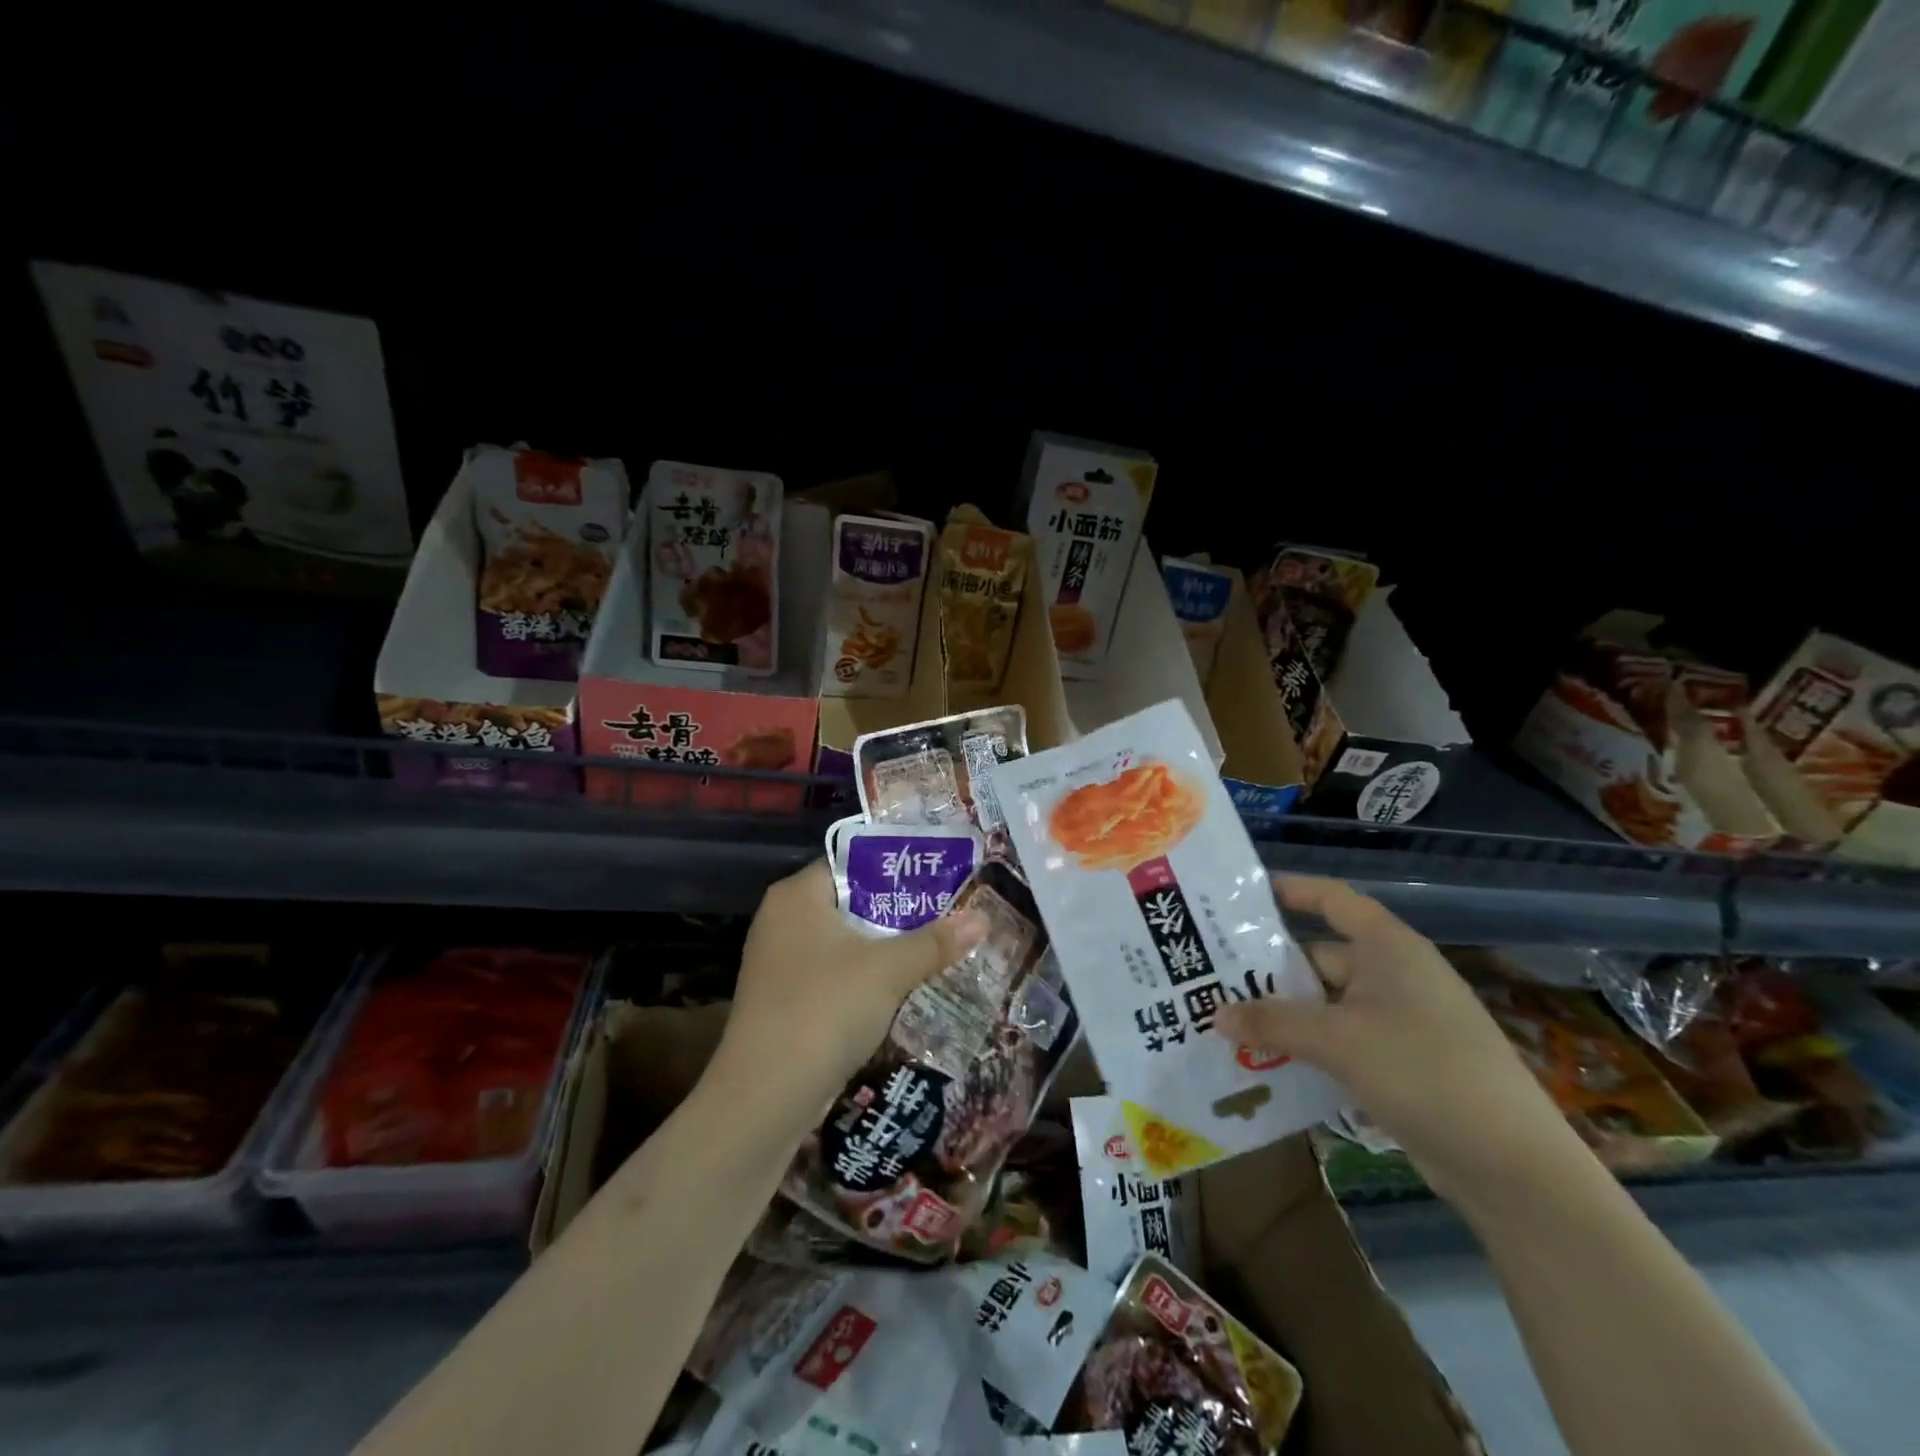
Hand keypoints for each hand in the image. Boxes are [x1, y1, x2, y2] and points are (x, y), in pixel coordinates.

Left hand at [713, 860, 987, 1115]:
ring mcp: (781, 962)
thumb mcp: (888, 970)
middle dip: (901, 909)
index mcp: (797, 895)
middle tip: (950, 908)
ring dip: (887, 945)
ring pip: (846, 940)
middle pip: (852, 901)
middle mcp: (783, 919)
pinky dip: (867, 975)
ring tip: (938, 942)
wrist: (764, 1098)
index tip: (940, 873)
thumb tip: (982, 919)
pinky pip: (836, 972)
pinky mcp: (786, 999)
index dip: (897, 866)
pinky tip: (904, 985)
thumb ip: (935, 941)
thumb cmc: (824, 1010)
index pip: (852, 861)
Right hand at [1212, 875, 1582, 1203]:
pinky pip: (1345, 1040)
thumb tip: (1215, 1015)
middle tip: (1216, 978)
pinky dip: (1312, 1047)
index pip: (1333, 900)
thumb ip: (1272, 1023)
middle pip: (1322, 957)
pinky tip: (1274, 1063)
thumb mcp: (1337, 1041)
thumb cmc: (1422, 1070)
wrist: (1512, 1163)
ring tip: (1232, 1023)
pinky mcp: (1407, 1062)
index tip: (1244, 896)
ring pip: (1330, 1004)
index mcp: (1388, 948)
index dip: (1292, 890)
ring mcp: (1404, 1020)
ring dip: (1288, 1015)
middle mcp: (1396, 974)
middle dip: (1272, 971)